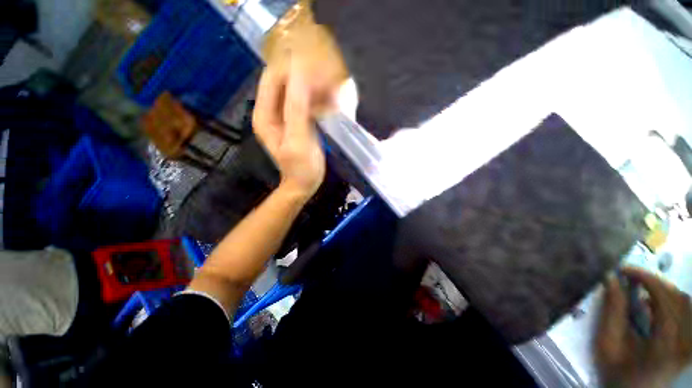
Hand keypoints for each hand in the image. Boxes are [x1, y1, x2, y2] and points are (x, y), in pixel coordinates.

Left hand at [253, 63, 326, 200]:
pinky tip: (330, 104)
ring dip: (314, 88)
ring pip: (296, 90)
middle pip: (284, 81)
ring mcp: (283, 115)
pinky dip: (317, 99)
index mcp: (265, 114)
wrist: (304, 184)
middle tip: (329, 84)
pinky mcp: (295, 120)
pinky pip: (304, 102)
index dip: (293, 70)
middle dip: (306, 78)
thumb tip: (300, 74)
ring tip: (332, 94)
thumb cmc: (302, 167)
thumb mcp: (299, 140)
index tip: (317, 72)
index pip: (273, 77)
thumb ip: (297, 108)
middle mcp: (270, 110)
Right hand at [596, 267, 691, 387]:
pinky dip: (670, 300)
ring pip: (685, 303)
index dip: (647, 279)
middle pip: (679, 298)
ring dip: (663, 290)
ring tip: (641, 288)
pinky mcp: (690, 343)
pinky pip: (686, 312)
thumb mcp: (607, 343)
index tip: (624, 270)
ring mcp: (690, 343)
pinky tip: (653, 304)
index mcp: (666, 345)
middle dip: (654, 281)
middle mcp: (685, 342)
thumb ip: (612, 311)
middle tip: (631, 277)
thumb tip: (611, 278)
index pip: (665, 300)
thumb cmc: (615, 371)